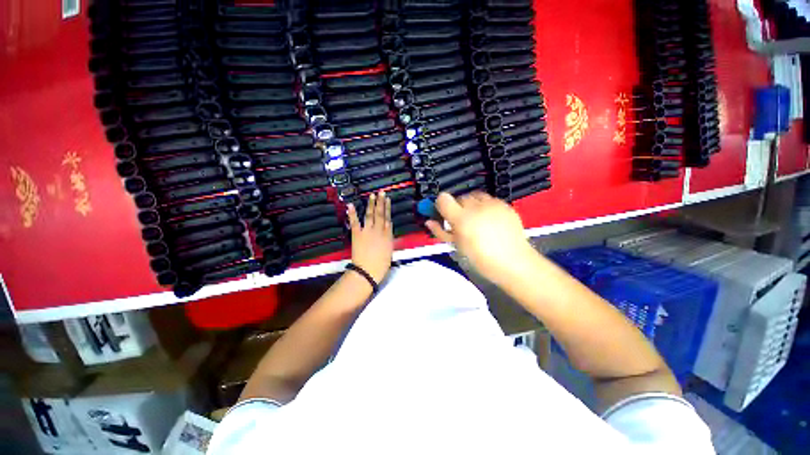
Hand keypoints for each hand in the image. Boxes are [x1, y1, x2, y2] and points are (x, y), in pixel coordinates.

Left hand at [347, 191, 393, 282]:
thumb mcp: (389, 250)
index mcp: (387, 235)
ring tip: (372, 196)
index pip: (388, 218)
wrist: (368, 271)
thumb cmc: (381, 264)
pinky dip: (352, 213)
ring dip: (370, 204)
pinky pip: (355, 222)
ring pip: (370, 215)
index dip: (387, 208)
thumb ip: (388, 238)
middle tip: (381, 192)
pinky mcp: (357, 234)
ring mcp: (367, 231)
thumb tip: (388, 229)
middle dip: (380, 202)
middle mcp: (378, 230)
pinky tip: (351, 205)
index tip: (387, 199)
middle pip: (380, 213)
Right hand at [425, 191, 534, 284]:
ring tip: (476, 219)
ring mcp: (492, 204)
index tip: (442, 212)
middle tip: (461, 221)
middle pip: (459, 197)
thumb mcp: (457, 246)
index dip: (441, 204)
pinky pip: (489, 199)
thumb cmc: (481, 258)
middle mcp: (476, 207)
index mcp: (462, 219)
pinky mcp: (504, 204)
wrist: (513, 262)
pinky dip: (485, 206)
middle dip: (457, 207)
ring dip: (471, 204)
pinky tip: (489, 219)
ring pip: (474, 196)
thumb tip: (429, 222)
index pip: (443, 199)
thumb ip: (441, 232)